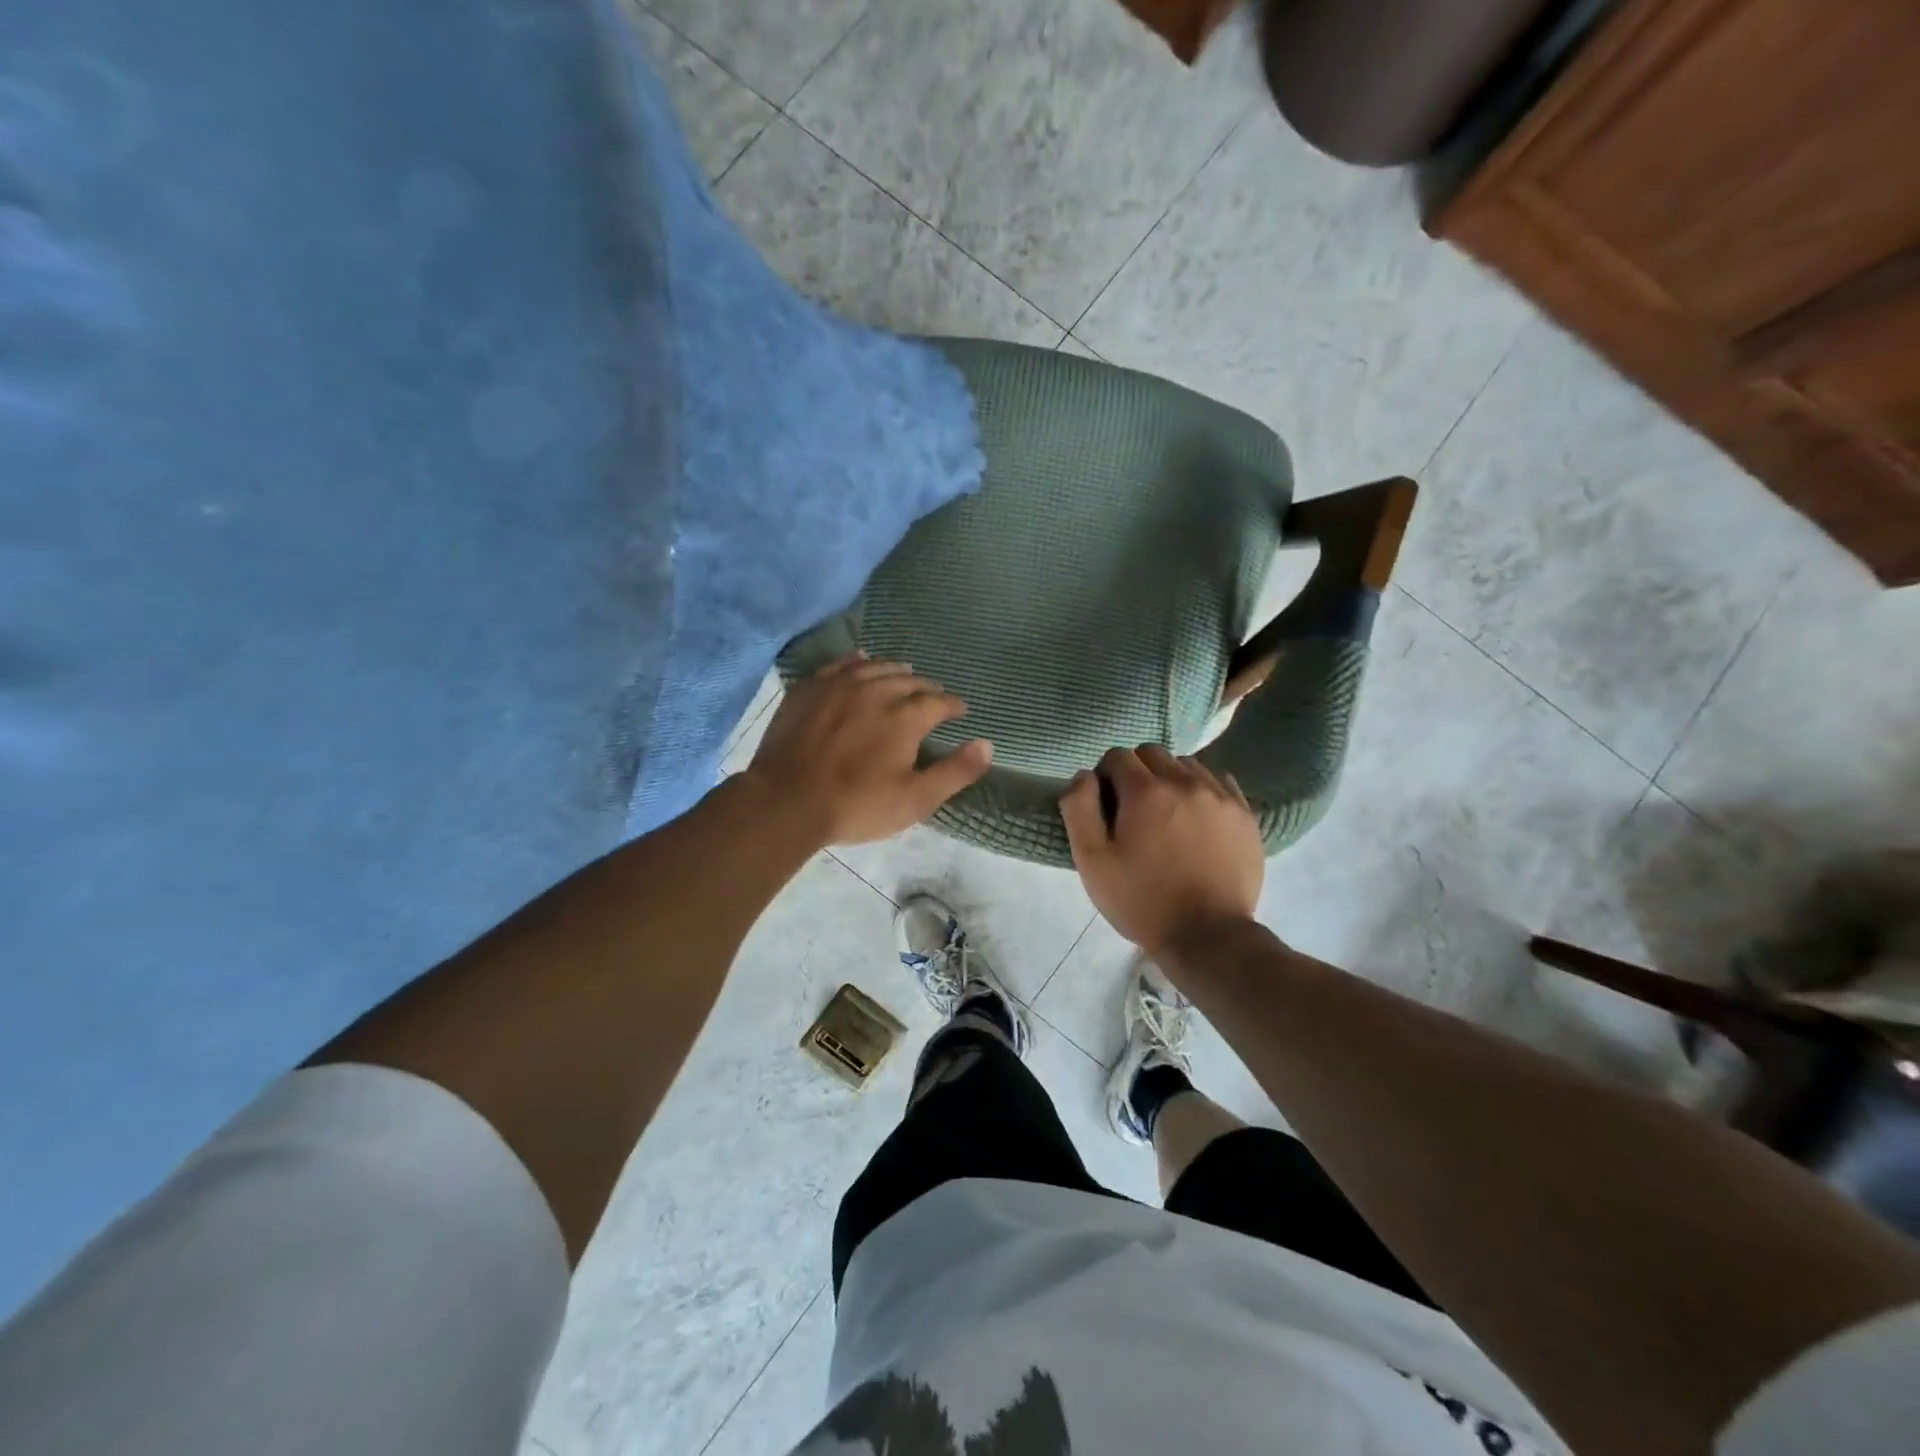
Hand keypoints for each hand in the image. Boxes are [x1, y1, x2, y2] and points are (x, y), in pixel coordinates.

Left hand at [744, 655, 992, 846]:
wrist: (786, 801)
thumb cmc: (856, 805)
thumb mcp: (915, 799)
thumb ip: (955, 772)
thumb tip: (988, 744)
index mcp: (905, 716)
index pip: (939, 701)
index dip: (954, 705)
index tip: (960, 710)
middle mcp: (876, 690)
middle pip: (909, 680)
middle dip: (927, 687)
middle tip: (934, 695)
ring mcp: (839, 685)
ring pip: (875, 667)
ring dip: (895, 670)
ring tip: (905, 674)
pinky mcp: (809, 689)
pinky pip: (839, 665)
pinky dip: (857, 661)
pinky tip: (861, 659)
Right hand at [1059, 746, 1263, 957]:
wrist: (1208, 936)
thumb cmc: (1141, 900)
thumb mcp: (1092, 861)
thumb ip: (1079, 809)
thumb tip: (1084, 776)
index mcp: (1145, 791)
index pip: (1117, 756)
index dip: (1105, 776)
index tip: (1106, 806)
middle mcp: (1185, 782)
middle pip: (1152, 753)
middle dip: (1136, 771)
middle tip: (1133, 810)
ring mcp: (1220, 796)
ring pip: (1187, 764)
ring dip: (1170, 778)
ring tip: (1167, 814)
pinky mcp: (1245, 814)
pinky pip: (1219, 782)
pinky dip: (1202, 790)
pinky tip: (1196, 818)